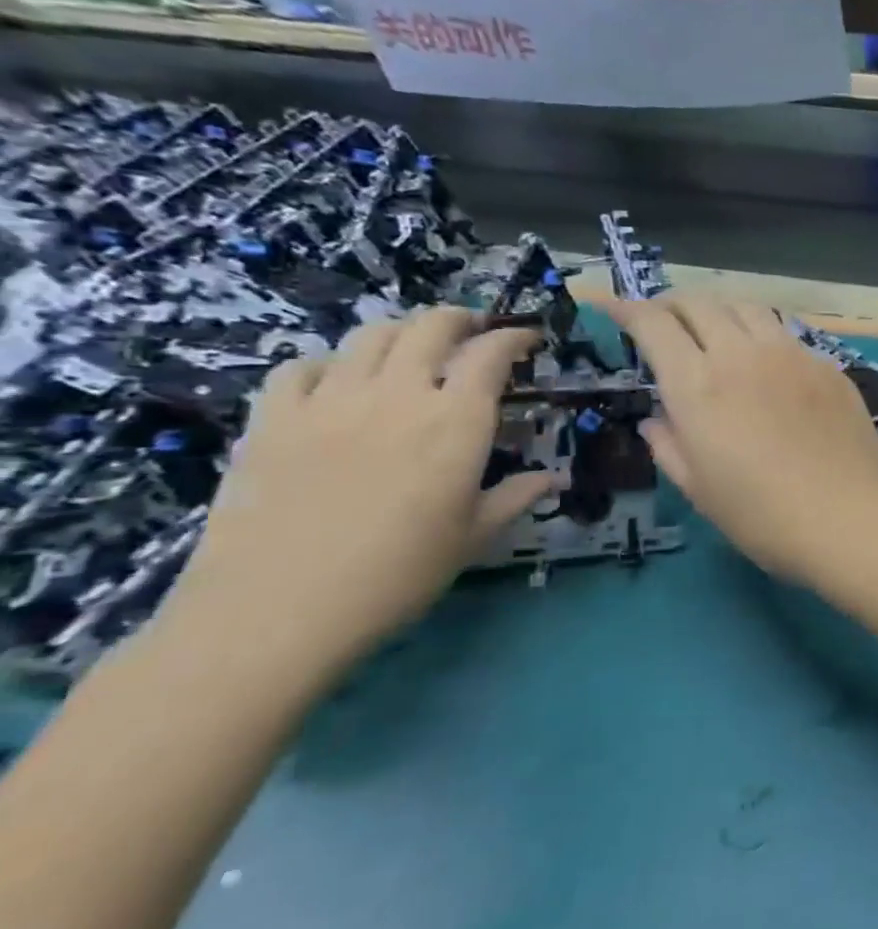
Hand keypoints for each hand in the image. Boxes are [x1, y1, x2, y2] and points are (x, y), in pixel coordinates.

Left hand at [163, 308, 553, 672]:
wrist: (277, 609)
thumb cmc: (397, 574)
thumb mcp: (473, 538)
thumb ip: (515, 497)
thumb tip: (553, 479)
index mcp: (456, 422)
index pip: (490, 355)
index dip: (513, 338)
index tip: (527, 338)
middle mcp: (397, 395)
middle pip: (430, 327)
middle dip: (459, 319)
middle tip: (473, 330)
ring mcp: (329, 401)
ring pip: (370, 336)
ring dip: (401, 331)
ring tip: (412, 347)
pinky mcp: (273, 419)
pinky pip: (302, 367)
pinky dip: (329, 363)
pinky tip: (337, 382)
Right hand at [607, 294, 877, 585]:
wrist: (852, 517)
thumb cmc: (765, 517)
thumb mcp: (700, 490)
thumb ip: (669, 445)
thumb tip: (656, 419)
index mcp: (699, 385)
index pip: (654, 324)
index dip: (627, 309)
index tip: (613, 307)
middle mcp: (742, 355)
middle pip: (700, 303)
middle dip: (671, 304)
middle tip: (662, 320)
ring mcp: (791, 354)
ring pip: (746, 306)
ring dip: (719, 309)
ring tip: (713, 328)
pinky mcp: (827, 364)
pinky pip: (785, 332)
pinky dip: (760, 333)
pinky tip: (765, 360)